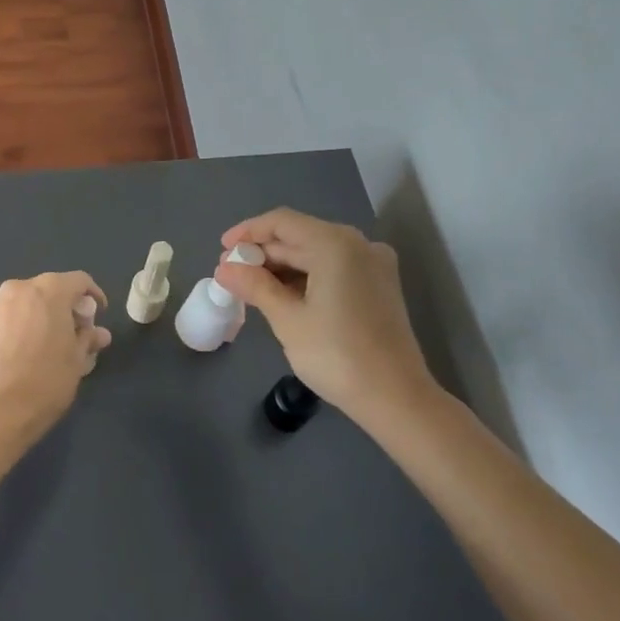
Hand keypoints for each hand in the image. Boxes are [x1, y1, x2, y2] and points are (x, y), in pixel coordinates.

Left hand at [0, 272, 112, 432]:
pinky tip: (30, 353)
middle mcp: (20, 288)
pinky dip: (25, 327)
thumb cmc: (47, 379)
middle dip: (67, 309)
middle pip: (52, 290)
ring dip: (44, 318)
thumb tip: (99, 333)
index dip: (94, 296)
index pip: (79, 281)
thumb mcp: (77, 359)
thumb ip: (88, 338)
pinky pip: (12, 318)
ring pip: (29, 304)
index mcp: (49, 290)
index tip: (98, 317)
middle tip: (78, 335)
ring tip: (54, 346)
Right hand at [214, 209, 439, 423]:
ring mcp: (374, 264)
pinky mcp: (379, 286)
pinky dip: (307, 277)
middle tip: (231, 274)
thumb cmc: (337, 355)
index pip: (282, 222)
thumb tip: (224, 269)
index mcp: (336, 244)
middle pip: (300, 236)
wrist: (397, 398)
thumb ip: (254, 286)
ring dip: (283, 267)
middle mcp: (359, 244)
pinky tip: (283, 296)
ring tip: (251, 288)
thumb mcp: (287, 320)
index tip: (222, 249)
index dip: (248, 232)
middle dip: (264, 253)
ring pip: (317, 253)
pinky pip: (335, 268)